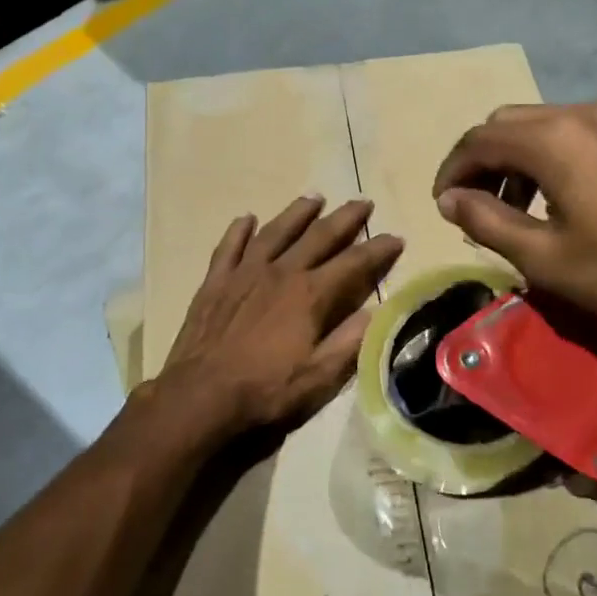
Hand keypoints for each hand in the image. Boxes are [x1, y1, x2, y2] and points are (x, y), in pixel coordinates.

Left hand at [159, 196, 403, 435]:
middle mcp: (280, 273)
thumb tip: (376, 312)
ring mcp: (244, 274)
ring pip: (275, 232)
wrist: (201, 397)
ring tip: (314, 198)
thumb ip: (350, 342)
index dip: (378, 249)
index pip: (354, 263)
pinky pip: (229, 247)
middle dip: (345, 218)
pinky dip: (239, 231)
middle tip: (363, 202)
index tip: (396, 238)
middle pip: (318, 236)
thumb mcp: (320, 377)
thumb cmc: (266, 390)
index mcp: (310, 295)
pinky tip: (246, 218)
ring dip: (297, 213)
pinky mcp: (215, 283)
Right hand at [431, 102, 596, 355]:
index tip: (443, 205)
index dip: (453, 170)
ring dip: (516, 157)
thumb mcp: (545, 258)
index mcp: (555, 139)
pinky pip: (577, 131)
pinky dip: (551, 155)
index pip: (480, 140)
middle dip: (482, 160)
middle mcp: (583, 113)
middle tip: (474, 205)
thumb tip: (449, 199)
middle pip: (509, 123)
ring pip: (544, 124)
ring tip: (516, 207)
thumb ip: (487, 221)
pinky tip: (560, 196)